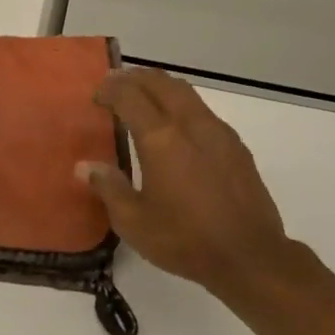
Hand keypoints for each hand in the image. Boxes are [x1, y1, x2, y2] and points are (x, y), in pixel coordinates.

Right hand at [79, 68, 313, 304]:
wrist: (250, 256)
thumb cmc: (185, 240)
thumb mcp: (134, 222)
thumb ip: (108, 187)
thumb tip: (85, 166)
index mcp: (161, 139)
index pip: (130, 96)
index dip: (110, 89)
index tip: (96, 94)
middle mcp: (191, 125)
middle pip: (162, 83)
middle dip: (136, 78)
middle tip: (117, 83)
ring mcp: (219, 133)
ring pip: (187, 94)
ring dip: (162, 88)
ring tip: (144, 99)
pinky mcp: (236, 147)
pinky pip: (204, 112)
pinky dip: (182, 107)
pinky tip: (177, 130)